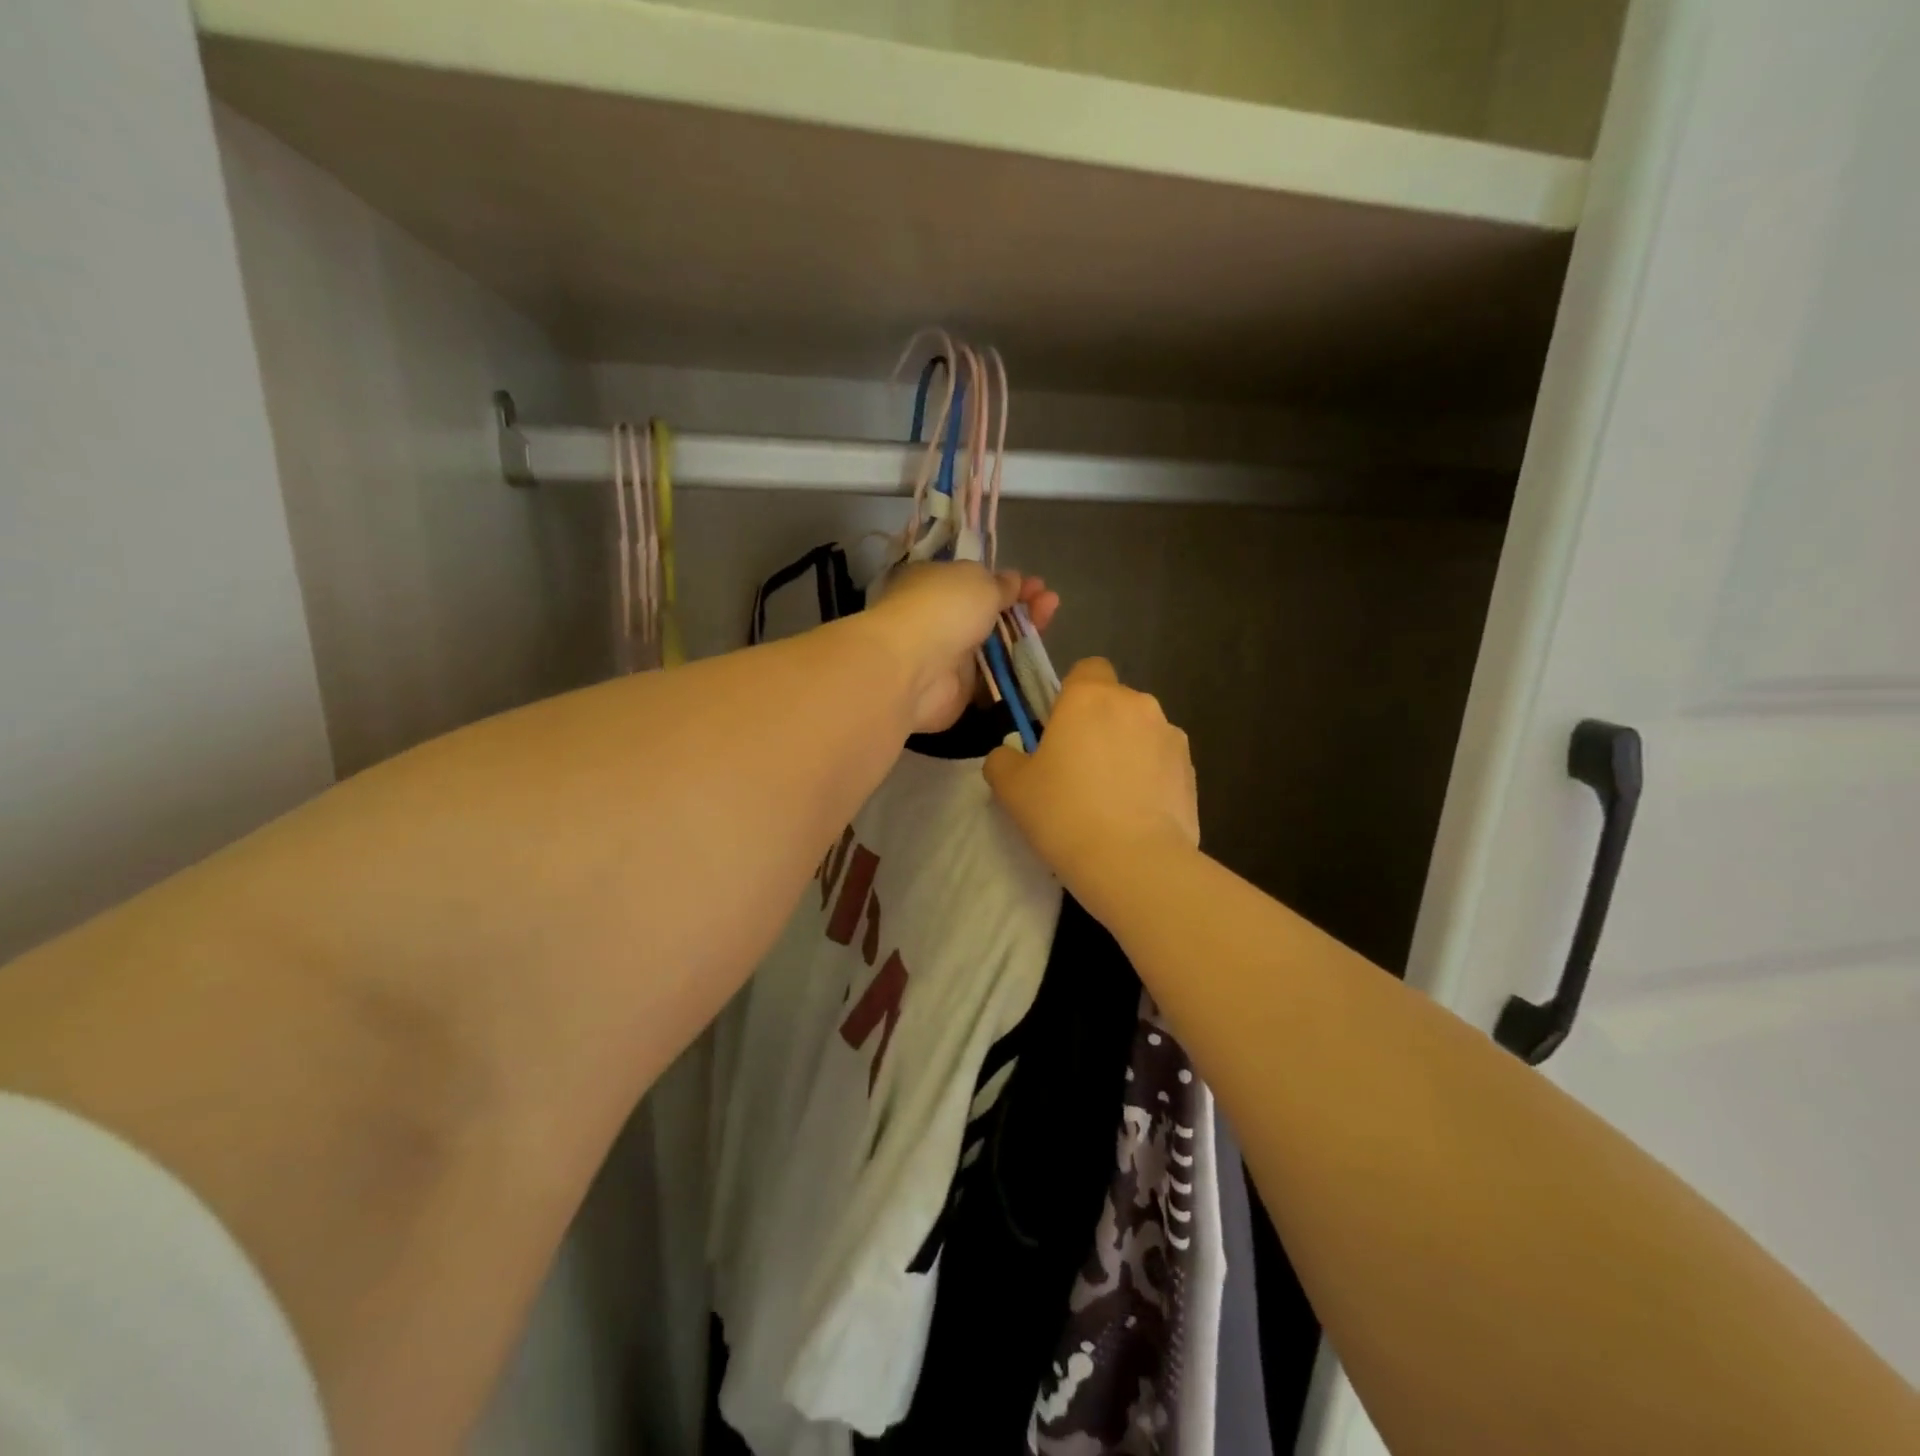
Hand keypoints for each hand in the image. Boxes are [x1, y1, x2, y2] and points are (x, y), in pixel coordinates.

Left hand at [863, 563, 1059, 733]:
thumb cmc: (944, 610)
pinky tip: (1036, 664)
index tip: (1035, 585)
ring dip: (1021, 637)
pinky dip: (1013, 674)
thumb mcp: (979, 582)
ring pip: (992, 647)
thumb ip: (999, 584)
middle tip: (1050, 603)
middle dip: (1020, 608)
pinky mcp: (957, 692)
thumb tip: (1012, 581)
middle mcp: (939, 619)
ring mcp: (948, 657)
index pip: (974, 582)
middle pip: (987, 615)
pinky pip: (991, 680)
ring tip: (1049, 623)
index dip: (1006, 582)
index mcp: (935, 584)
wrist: (914, 669)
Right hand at [984, 658, 1198, 890]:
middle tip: (1078, 771)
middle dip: (1099, 726)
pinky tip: (1135, 815)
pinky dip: (1150, 778)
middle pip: (1114, 702)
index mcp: (1090, 697)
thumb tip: (1010, 756)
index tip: (1058, 730)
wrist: (1134, 863)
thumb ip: (1003, 760)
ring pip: (1141, 732)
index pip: (1086, 669)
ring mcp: (1171, 736)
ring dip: (1127, 751)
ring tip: (1111, 799)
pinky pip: (1162, 763)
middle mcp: (1136, 704)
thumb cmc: (1064, 813)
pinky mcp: (1192, 771)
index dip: (1071, 694)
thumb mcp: (1012, 788)